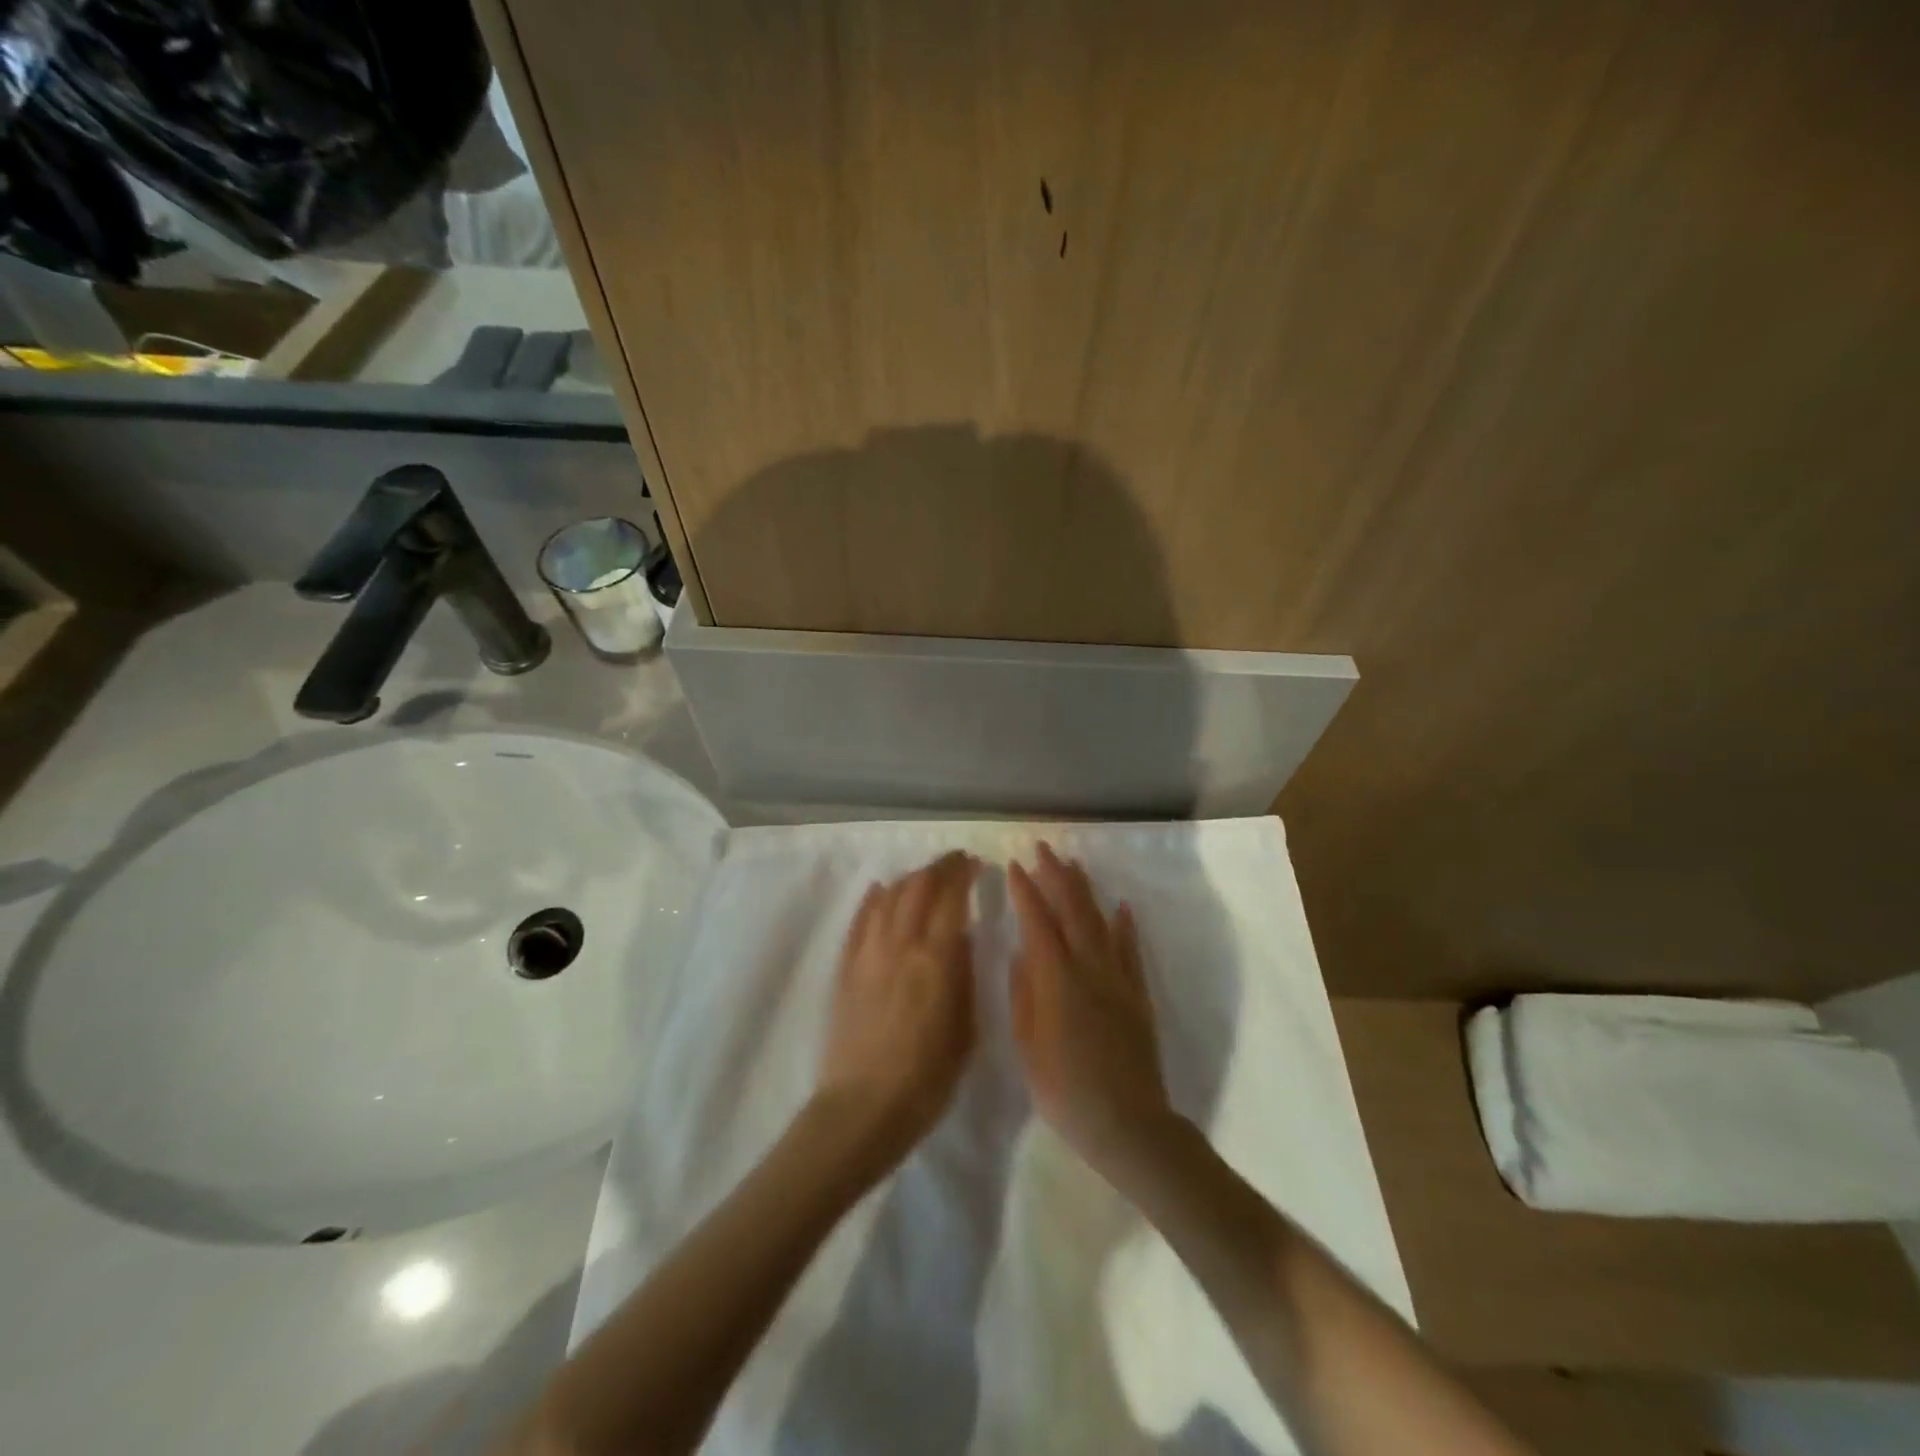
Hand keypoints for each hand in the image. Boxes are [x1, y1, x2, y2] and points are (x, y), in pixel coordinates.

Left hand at [817, 851, 979, 1171]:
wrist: (863, 1108)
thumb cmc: (927, 1078)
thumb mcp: (965, 1030)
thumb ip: (964, 977)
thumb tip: (962, 938)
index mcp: (937, 958)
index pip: (951, 897)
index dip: (964, 873)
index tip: (975, 864)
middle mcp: (901, 944)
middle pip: (919, 887)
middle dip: (939, 867)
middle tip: (954, 863)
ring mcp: (868, 953)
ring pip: (889, 896)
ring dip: (909, 879)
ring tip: (924, 877)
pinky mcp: (846, 967)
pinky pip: (860, 920)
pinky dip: (873, 899)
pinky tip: (881, 891)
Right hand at [1008, 842, 1176, 1183]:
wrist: (1126, 1122)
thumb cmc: (1064, 1089)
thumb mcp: (1028, 1045)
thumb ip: (1024, 993)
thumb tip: (1022, 953)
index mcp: (1056, 978)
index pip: (1038, 920)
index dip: (1024, 890)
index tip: (1013, 865)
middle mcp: (1088, 967)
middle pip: (1072, 909)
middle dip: (1055, 875)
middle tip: (1042, 849)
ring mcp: (1118, 977)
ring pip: (1101, 920)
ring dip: (1085, 889)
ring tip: (1073, 864)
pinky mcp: (1138, 993)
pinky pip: (1131, 949)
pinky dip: (1125, 924)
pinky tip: (1120, 906)